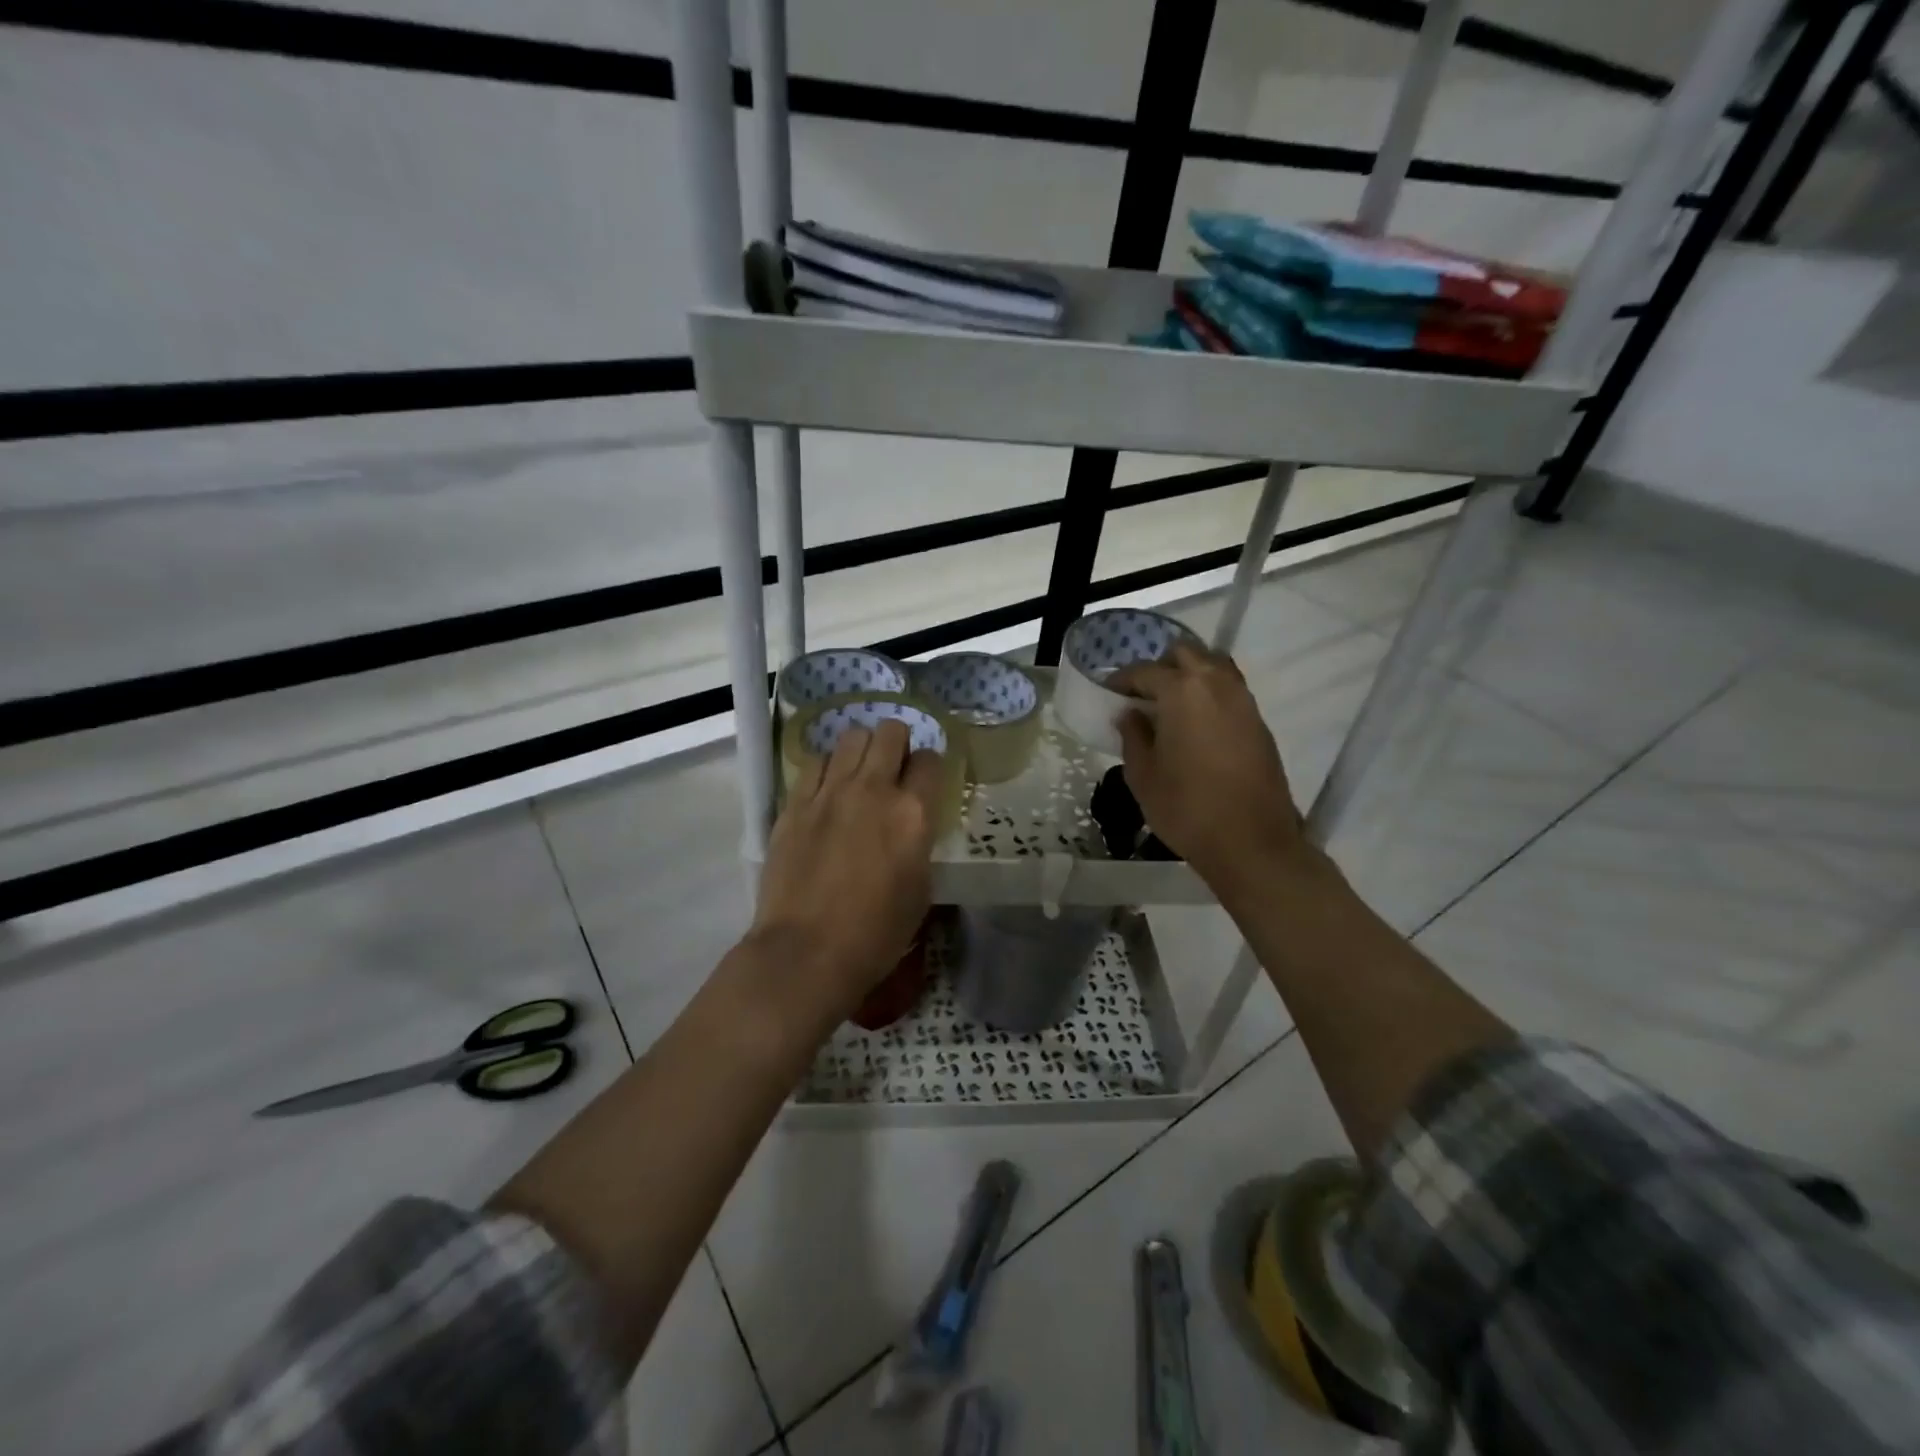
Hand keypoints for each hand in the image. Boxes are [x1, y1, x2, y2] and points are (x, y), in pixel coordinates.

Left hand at [749, 718, 943, 1023]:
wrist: (807, 952)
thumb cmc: (875, 933)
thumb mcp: (920, 889)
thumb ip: (919, 842)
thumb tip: (910, 824)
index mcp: (913, 814)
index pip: (930, 760)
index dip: (929, 768)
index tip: (924, 782)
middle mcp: (873, 789)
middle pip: (890, 732)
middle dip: (897, 743)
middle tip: (893, 768)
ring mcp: (829, 792)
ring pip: (851, 736)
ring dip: (862, 749)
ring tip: (859, 773)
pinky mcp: (795, 803)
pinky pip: (815, 762)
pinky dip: (827, 768)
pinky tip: (827, 790)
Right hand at [1109, 643, 1310, 892]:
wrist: (1251, 842)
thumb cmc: (1186, 808)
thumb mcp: (1143, 775)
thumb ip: (1133, 736)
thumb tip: (1130, 714)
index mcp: (1182, 692)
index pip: (1145, 671)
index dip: (1123, 680)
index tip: (1111, 692)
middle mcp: (1216, 684)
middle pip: (1186, 654)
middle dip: (1161, 666)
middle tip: (1143, 694)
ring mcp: (1243, 701)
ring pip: (1214, 666)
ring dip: (1190, 675)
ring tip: (1171, 705)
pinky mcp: (1259, 722)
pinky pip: (1230, 690)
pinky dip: (1210, 694)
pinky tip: (1196, 723)